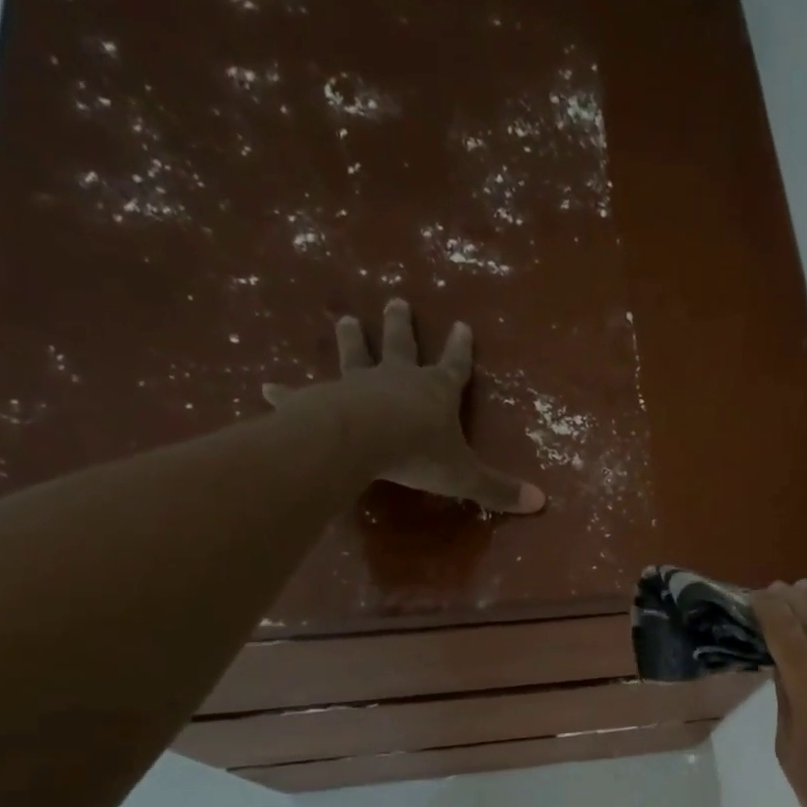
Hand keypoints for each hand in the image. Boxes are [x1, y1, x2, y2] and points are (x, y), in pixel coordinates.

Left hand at [265, 298, 544, 513]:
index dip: (460, 350)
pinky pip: (302, 394)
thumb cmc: (418, 453)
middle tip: (396, 301)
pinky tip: (264, 388)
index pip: (454, 367)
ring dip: (351, 339)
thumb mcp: (465, 475)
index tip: (462, 325)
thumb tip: (541, 504)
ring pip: (355, 355)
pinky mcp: (321, 400)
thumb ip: (498, 489)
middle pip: (401, 346)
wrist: (361, 440)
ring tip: (344, 319)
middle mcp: (397, 379)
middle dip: (401, 326)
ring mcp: (357, 384)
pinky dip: (285, 392)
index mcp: (435, 393)